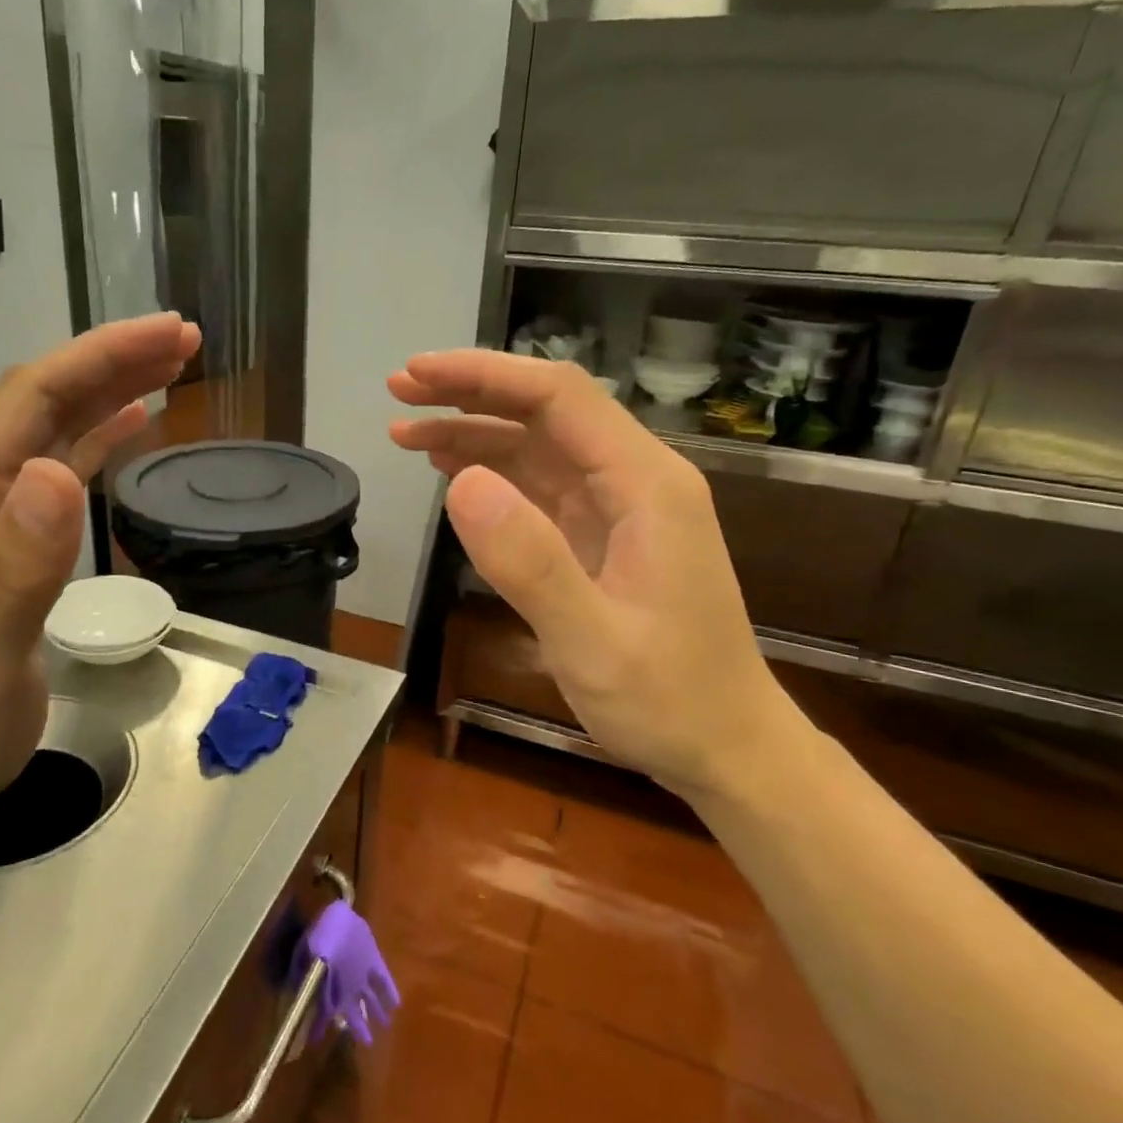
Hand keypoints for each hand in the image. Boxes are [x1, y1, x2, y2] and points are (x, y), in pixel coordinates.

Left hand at [0, 313, 199, 834]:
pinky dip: (98, 438)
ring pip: (53, 430)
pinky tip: (131, 427)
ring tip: (172, 369)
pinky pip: (58, 469)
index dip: (102, 357)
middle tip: (186, 340)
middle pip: (44, 401)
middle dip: (113, 361)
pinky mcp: (9, 543)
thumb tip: (58, 472)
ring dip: (110, 392)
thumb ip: (18, 566)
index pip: (33, 398)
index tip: (170, 334)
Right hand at [389, 351, 806, 801]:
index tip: (418, 376)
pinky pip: (538, 486)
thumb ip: (530, 562)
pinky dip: (490, 472)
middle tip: (398, 393)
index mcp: (646, 485)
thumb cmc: (668, 700)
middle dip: (470, 393)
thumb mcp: (592, 641)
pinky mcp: (599, 536)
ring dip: (472, 432)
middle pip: (545, 410)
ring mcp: (617, 508)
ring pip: (536, 446)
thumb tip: (460, 483)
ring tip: (405, 433)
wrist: (723, 746)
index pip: (559, 397)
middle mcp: (634, 480)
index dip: (484, 376)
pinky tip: (450, 473)